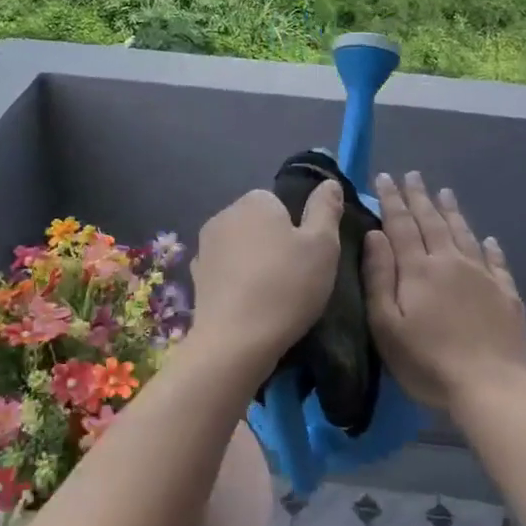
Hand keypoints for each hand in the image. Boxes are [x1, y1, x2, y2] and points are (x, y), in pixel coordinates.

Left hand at [189, 182, 344, 373]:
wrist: (235, 342)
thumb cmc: (287, 286)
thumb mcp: (323, 245)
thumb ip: (326, 209)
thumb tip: (329, 183)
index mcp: (254, 201)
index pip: (280, 202)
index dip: (297, 228)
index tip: (307, 256)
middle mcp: (224, 215)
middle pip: (258, 223)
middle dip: (274, 243)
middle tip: (296, 277)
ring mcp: (204, 247)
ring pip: (240, 247)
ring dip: (254, 263)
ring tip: (274, 296)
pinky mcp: (195, 277)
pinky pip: (225, 271)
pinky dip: (237, 282)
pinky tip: (250, 306)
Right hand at [363, 171, 525, 415]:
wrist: (491, 386)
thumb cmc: (428, 362)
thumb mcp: (387, 325)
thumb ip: (379, 277)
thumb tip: (376, 236)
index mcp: (419, 269)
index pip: (402, 225)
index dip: (392, 200)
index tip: (386, 178)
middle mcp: (451, 262)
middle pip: (433, 222)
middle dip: (420, 197)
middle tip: (413, 176)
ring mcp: (483, 276)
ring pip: (464, 234)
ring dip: (452, 212)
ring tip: (445, 193)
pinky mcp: (506, 294)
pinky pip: (496, 261)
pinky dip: (489, 246)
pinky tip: (488, 239)